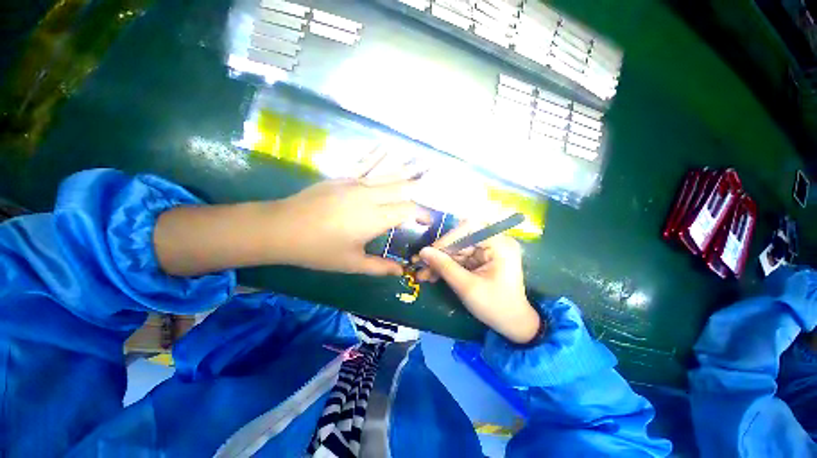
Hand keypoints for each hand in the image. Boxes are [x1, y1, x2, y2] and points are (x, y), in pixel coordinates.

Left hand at [270, 150, 430, 275]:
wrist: (281, 228)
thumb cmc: (318, 250)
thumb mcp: (351, 263)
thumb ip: (379, 267)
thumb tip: (400, 271)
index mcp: (374, 217)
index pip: (408, 210)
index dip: (422, 213)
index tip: (428, 220)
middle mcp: (369, 196)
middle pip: (402, 187)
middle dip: (420, 185)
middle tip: (432, 183)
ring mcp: (355, 183)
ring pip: (387, 173)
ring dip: (405, 168)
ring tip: (421, 161)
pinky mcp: (342, 178)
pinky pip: (366, 165)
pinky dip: (378, 157)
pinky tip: (386, 148)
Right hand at [416, 221, 541, 343]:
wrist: (513, 324)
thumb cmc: (495, 306)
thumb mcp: (467, 287)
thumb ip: (444, 266)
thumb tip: (422, 251)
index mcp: (499, 244)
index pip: (468, 229)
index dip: (447, 238)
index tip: (429, 252)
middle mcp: (494, 242)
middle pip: (460, 240)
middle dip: (440, 254)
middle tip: (420, 264)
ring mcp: (487, 251)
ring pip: (456, 250)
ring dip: (440, 262)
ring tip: (423, 274)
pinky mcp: (481, 260)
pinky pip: (459, 259)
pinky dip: (446, 267)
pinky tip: (432, 276)